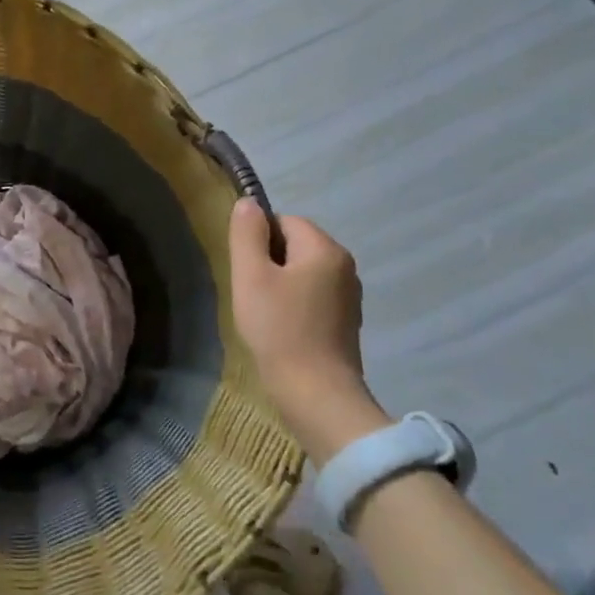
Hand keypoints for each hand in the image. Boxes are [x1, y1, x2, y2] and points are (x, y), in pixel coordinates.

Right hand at [228, 201, 386, 461]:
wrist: (315, 392)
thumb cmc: (278, 328)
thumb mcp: (251, 276)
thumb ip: (247, 234)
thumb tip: (248, 203)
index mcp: (325, 249)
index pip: (285, 221)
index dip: (258, 240)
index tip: (245, 269)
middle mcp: (345, 266)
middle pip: (296, 246)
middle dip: (268, 262)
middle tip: (250, 292)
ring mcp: (349, 296)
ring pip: (303, 272)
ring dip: (280, 285)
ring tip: (263, 312)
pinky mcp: (346, 322)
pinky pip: (313, 297)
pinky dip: (294, 305)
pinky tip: (281, 328)